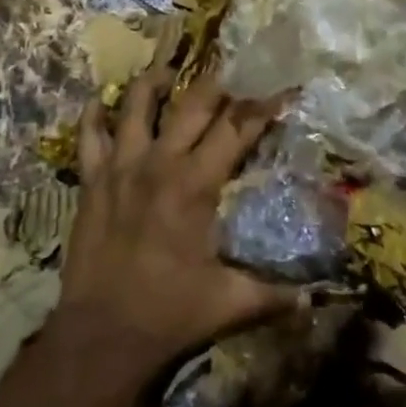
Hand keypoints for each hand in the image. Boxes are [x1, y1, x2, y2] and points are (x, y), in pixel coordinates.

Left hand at [58, 66, 295, 367]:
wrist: (100, 336)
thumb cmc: (169, 315)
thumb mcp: (231, 304)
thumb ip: (276, 295)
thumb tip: (316, 299)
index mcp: (196, 184)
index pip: (237, 128)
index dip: (262, 105)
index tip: (280, 87)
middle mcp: (158, 162)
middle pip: (192, 102)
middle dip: (218, 81)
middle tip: (233, 69)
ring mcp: (120, 167)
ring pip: (136, 104)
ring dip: (155, 82)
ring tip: (170, 73)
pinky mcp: (91, 180)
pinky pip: (89, 134)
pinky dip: (95, 113)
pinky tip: (103, 100)